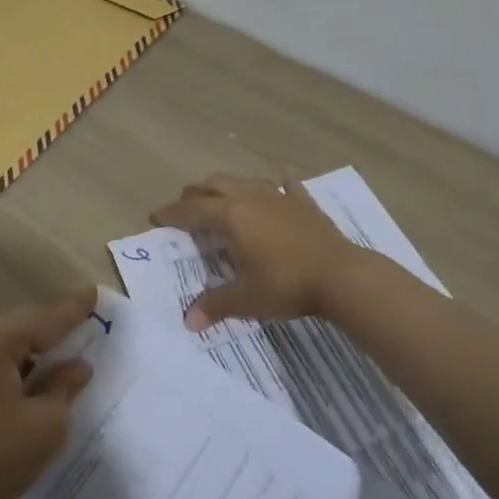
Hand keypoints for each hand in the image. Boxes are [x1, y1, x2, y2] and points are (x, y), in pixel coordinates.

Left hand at [0, 289, 97, 498]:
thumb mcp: (45, 424)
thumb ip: (64, 387)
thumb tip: (78, 367)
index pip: (43, 320)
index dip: (73, 309)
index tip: (95, 291)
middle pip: (23, 327)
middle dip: (55, 326)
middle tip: (88, 317)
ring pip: (10, 345)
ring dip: (39, 349)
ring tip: (72, 345)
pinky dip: (22, 366)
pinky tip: (41, 375)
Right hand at [153, 174, 362, 329]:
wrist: (341, 276)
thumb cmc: (285, 285)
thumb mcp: (245, 300)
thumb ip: (214, 306)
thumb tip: (189, 322)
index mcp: (230, 216)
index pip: (192, 211)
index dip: (172, 213)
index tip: (157, 216)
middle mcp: (250, 198)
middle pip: (214, 185)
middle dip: (196, 193)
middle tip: (186, 205)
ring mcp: (279, 197)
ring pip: (245, 180)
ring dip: (228, 186)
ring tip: (221, 196)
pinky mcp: (305, 203)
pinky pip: (289, 184)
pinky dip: (281, 180)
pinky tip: (282, 176)